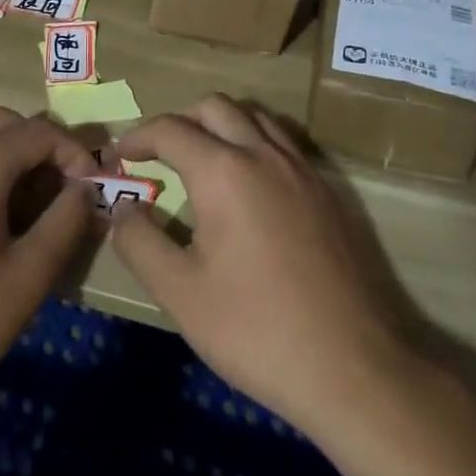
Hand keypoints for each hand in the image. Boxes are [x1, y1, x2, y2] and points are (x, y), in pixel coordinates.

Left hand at [0, 108, 100, 445]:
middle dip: (39, 146)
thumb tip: (84, 188)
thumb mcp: (27, 280)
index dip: (73, 152)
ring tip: (21, 207)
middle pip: (3, 122)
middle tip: (58, 192)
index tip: (88, 189)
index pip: (39, 132)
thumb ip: (66, 221)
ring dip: (6, 154)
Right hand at [109, 95, 416, 440]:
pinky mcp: (330, 191)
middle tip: (159, 154)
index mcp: (224, 171)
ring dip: (221, 125)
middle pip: (214, 107)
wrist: (356, 367)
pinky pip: (284, 142)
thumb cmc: (257, 331)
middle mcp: (264, 154)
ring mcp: (303, 169)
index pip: (170, 130)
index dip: (137, 138)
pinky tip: (252, 187)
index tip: (119, 157)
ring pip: (255, 117)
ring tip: (204, 162)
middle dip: (180, 121)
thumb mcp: (181, 294)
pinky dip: (256, 143)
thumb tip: (121, 208)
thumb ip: (140, 242)